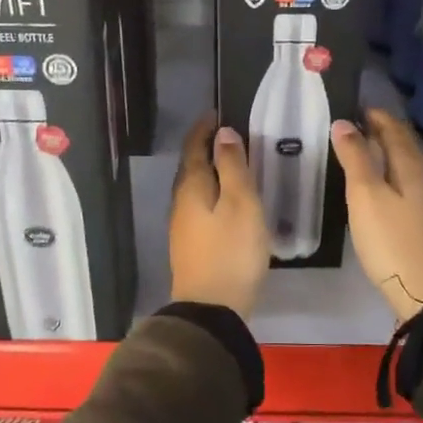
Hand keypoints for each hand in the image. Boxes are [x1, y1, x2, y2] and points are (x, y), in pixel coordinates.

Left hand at [169, 113, 270, 318]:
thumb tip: (223, 133)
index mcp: (192, 187)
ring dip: (209, 171)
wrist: (212, 309)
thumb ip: (233, 167)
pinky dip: (212, 192)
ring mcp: (183, 226)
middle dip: (205, 147)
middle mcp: (181, 203)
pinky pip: (199, 206)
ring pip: (195, 188)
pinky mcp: (190, 245)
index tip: (217, 113)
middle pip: (191, 167)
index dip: (204, 129)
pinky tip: (227, 201)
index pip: (193, 148)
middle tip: (229, 135)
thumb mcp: (241, 204)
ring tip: (232, 163)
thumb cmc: (231, 251)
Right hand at [331, 109, 422, 323]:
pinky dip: (390, 174)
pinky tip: (378, 186)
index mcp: (411, 166)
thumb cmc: (391, 240)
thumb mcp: (366, 196)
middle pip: (404, 146)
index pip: (394, 130)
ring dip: (386, 153)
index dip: (376, 117)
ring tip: (361, 151)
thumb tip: (343, 123)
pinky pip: (406, 184)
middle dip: (382, 132)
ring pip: (405, 166)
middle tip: (355, 125)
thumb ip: (355, 158)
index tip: (355, 107)